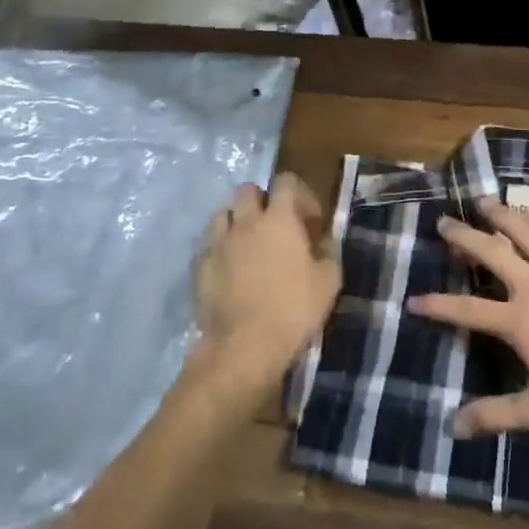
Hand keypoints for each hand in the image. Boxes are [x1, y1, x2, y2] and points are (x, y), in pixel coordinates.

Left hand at [194, 174, 338, 395]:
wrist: (243, 347)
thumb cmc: (293, 310)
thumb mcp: (329, 281)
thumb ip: (328, 251)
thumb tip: (324, 239)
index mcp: (279, 218)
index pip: (287, 181)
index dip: (301, 194)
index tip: (310, 221)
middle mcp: (246, 222)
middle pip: (248, 190)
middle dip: (263, 200)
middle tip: (276, 226)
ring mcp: (218, 243)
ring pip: (223, 213)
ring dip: (237, 221)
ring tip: (248, 244)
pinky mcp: (199, 266)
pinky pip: (209, 244)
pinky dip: (220, 248)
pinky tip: (230, 269)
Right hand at [407, 198, 528, 438]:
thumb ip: (496, 415)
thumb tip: (455, 426)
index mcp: (519, 322)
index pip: (467, 310)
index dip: (438, 305)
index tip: (413, 299)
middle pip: (492, 253)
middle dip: (464, 237)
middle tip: (444, 222)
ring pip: (527, 233)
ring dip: (502, 215)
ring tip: (484, 202)